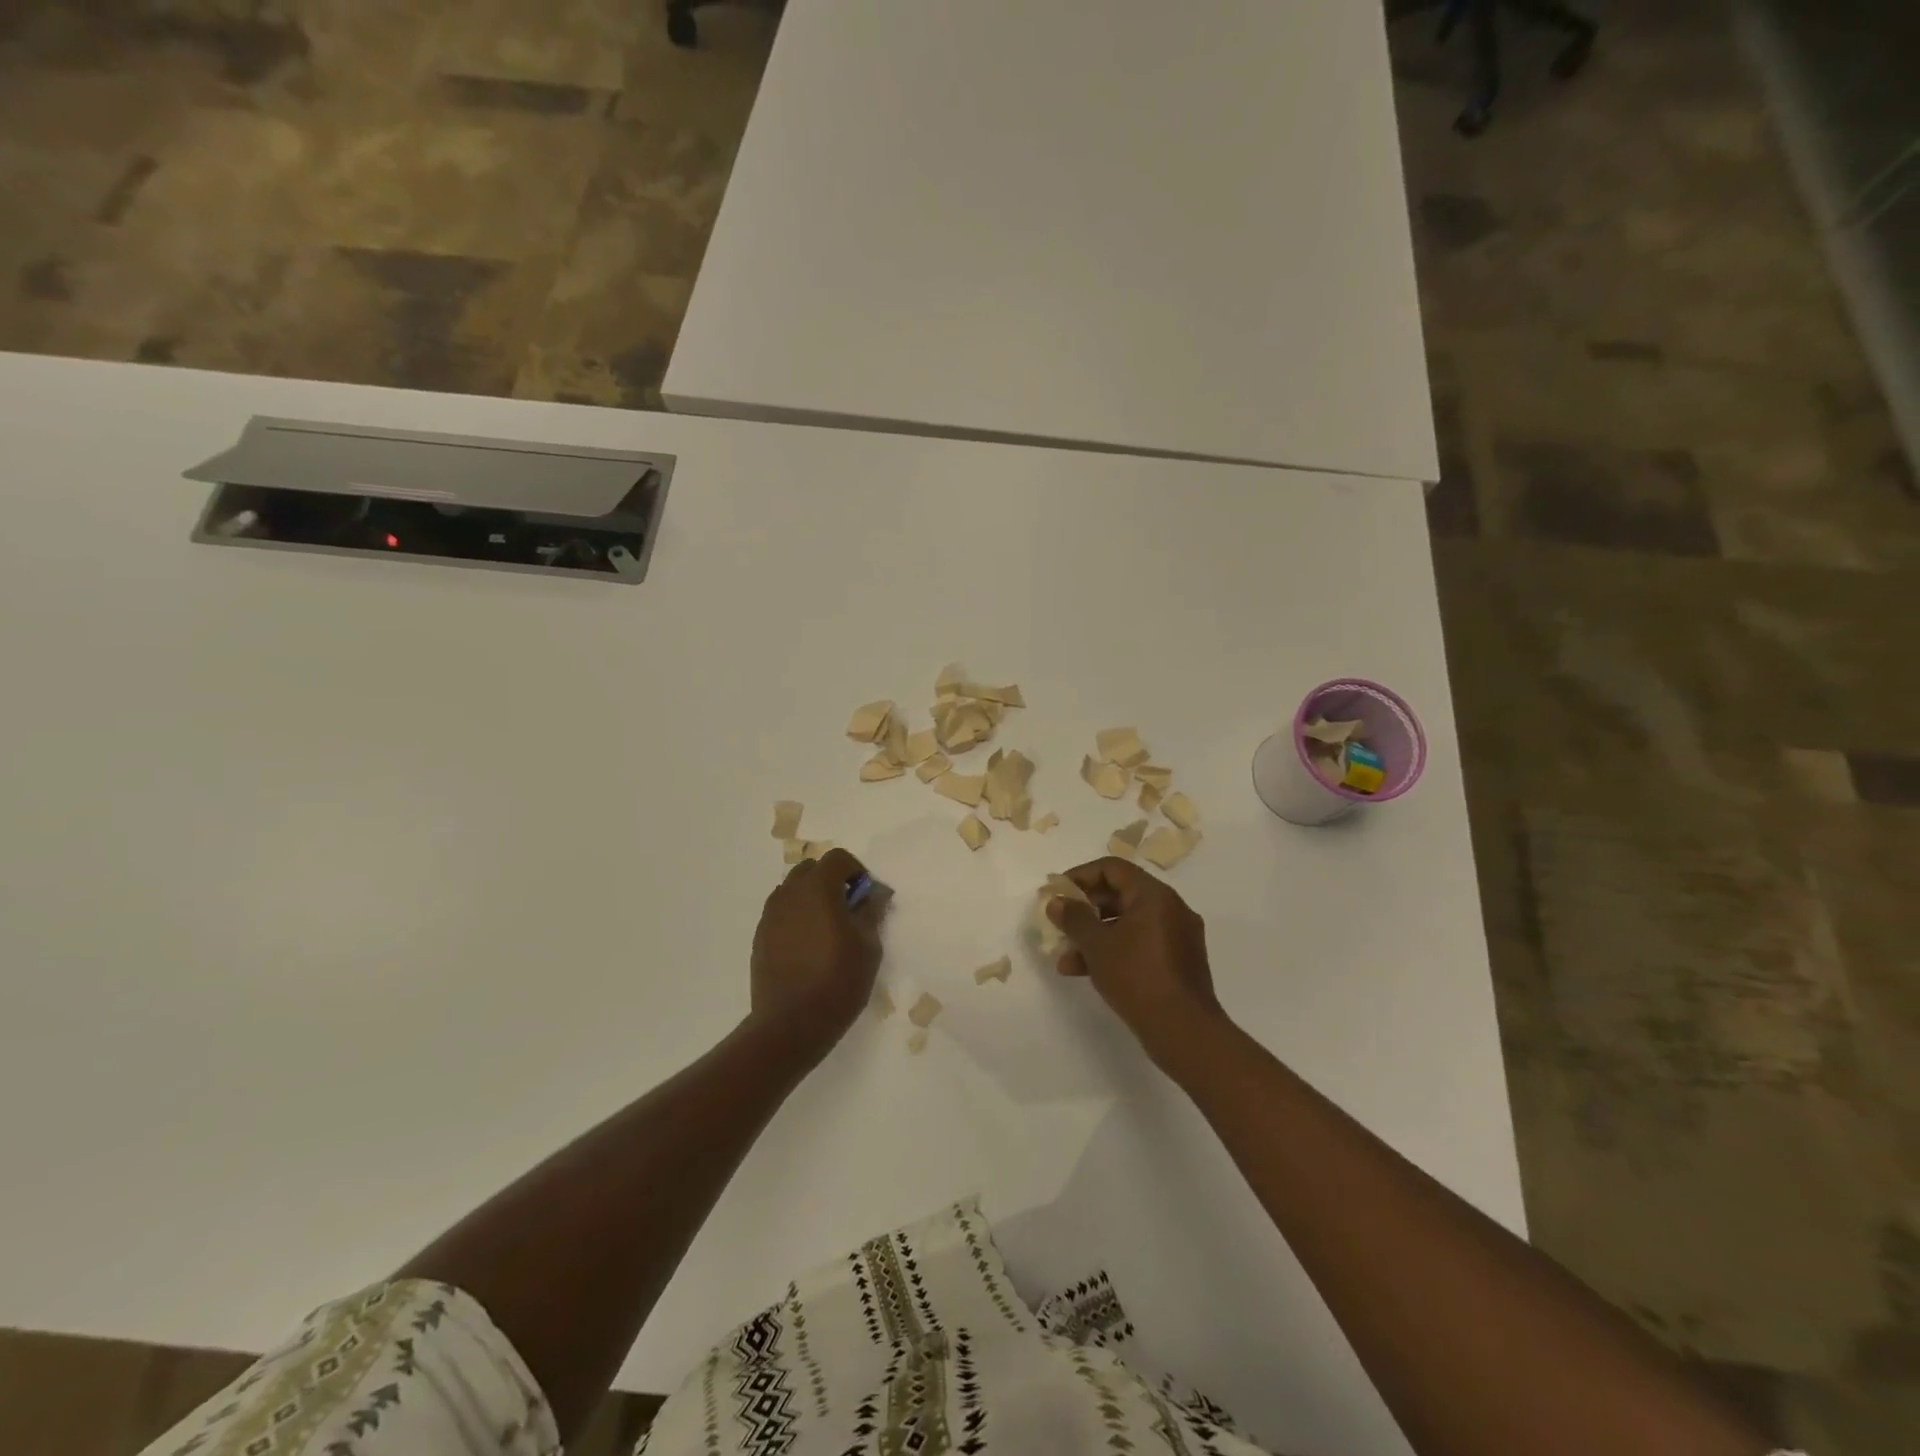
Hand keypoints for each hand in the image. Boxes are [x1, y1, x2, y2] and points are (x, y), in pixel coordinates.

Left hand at [750, 848, 883, 1057]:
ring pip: (793, 891)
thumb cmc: (837, 981)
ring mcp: (770, 915)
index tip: (866, 896)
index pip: (838, 858)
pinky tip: (809, 947)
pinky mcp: (760, 937)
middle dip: (832, 881)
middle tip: (848, 909)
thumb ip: (871, 911)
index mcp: (817, 888)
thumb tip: (873, 893)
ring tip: (828, 929)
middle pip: (811, 870)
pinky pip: (782, 913)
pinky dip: (797, 917)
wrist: (790, 1024)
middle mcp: (789, 894)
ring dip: (812, 898)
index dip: (856, 871)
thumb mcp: (868, 946)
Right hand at [1047, 857, 1225, 1067]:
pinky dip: (1115, 951)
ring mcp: (1178, 936)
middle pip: (1121, 895)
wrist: (1184, 1031)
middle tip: (1059, 924)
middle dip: (1085, 910)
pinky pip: (1140, 944)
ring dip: (1095, 935)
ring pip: (1128, 924)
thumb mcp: (1097, 946)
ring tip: (1066, 958)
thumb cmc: (1137, 977)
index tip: (1058, 892)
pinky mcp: (1179, 962)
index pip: (1113, 869)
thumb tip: (1056, 901)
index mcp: (1155, 895)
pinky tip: (1087, 972)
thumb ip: (1074, 919)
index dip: (1081, 876)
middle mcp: (1171, 908)